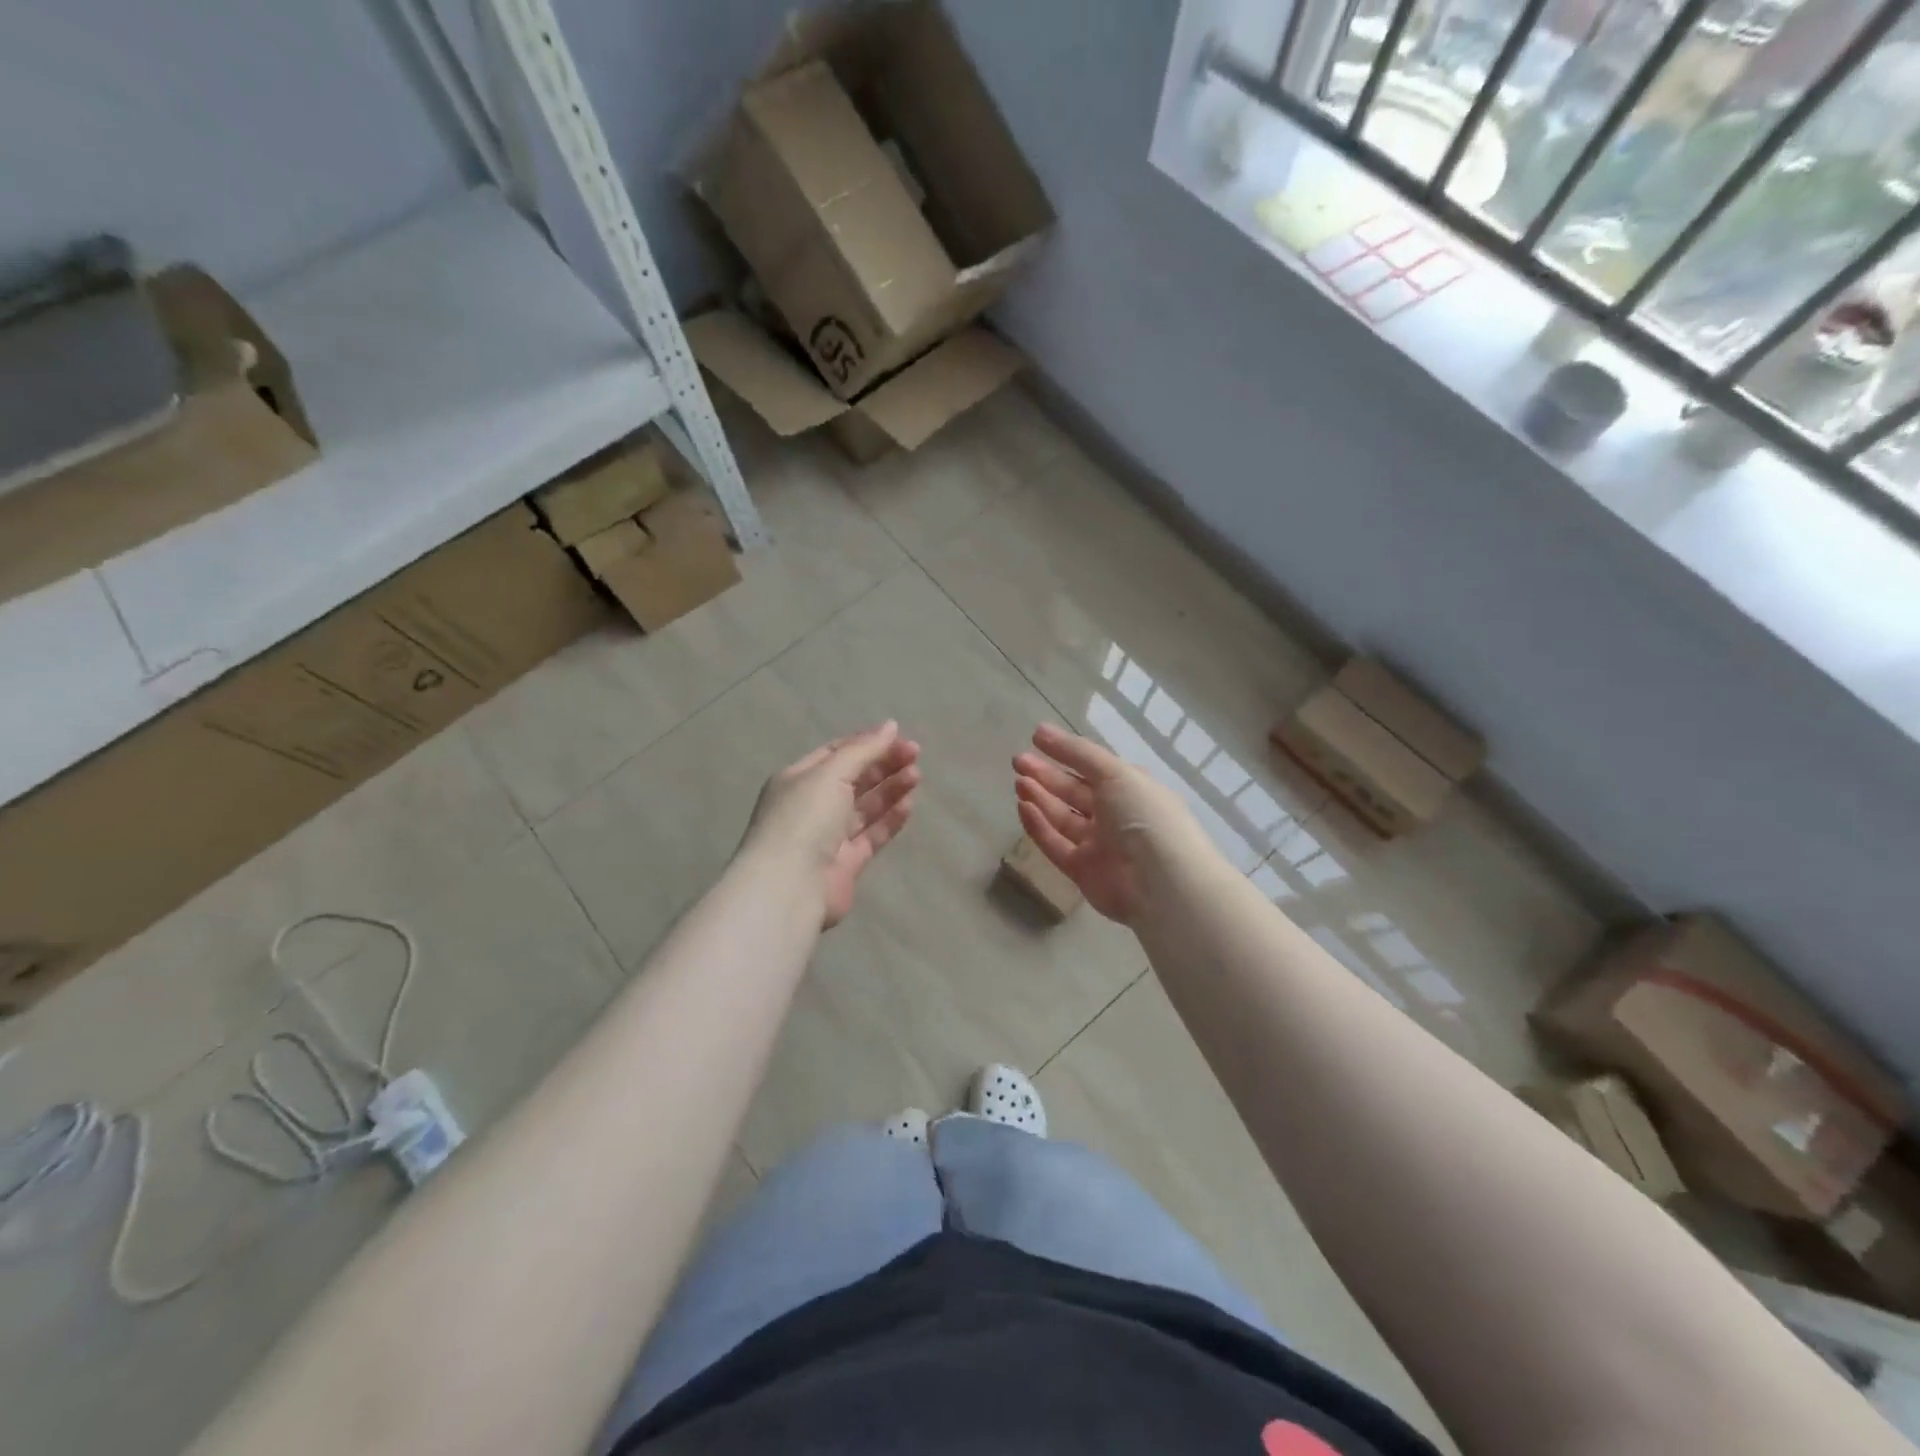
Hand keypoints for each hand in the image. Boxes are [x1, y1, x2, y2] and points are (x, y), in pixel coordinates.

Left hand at [743, 722, 921, 927]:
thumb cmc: (804, 819)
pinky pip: (872, 835)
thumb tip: (890, 725)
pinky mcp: (847, 863)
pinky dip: (890, 819)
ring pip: (865, 807)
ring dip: (890, 789)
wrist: (790, 887)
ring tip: (917, 775)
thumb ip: (863, 750)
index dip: (867, 743)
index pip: (836, 753)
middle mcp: (812, 806)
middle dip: (883, 764)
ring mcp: (829, 836)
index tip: (898, 737)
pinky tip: (909, 804)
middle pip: (853, 779)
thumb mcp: (830, 773)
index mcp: (798, 779)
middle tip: (915, 754)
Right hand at [1012, 723, 1198, 925]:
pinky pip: (1055, 844)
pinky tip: (1023, 807)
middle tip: (1018, 761)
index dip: (1066, 753)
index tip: (1036, 739)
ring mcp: (1098, 845)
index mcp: (1131, 789)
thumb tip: (1041, 730)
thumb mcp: (1116, 773)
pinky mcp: (1081, 871)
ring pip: (1062, 818)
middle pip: (1074, 792)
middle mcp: (1115, 816)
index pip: (1093, 767)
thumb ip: (1077, 752)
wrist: (1160, 882)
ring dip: (1040, 798)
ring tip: (1018, 781)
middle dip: (1046, 775)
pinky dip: (1038, 826)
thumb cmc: (1143, 816)